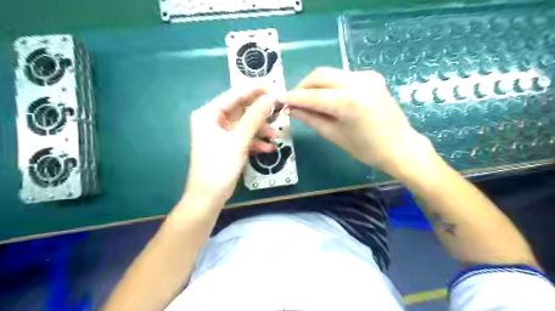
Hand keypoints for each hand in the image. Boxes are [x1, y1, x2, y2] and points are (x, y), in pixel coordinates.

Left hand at [184, 87, 275, 208]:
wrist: (208, 197)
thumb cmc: (219, 166)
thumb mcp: (239, 140)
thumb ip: (254, 118)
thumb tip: (270, 98)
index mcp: (209, 114)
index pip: (234, 95)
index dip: (254, 90)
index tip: (273, 87)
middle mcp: (213, 121)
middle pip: (241, 110)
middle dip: (260, 113)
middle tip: (279, 110)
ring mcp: (221, 134)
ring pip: (245, 125)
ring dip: (260, 130)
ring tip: (276, 135)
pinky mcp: (228, 146)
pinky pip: (244, 138)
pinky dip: (255, 142)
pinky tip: (269, 148)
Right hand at [283, 67, 435, 176]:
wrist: (400, 146)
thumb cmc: (366, 149)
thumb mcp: (334, 135)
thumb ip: (311, 118)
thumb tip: (292, 108)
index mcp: (349, 102)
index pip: (313, 95)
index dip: (294, 97)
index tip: (280, 100)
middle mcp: (359, 82)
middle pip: (320, 75)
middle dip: (303, 86)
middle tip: (293, 100)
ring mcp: (367, 76)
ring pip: (331, 73)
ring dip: (315, 85)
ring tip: (307, 100)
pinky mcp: (372, 76)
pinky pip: (342, 76)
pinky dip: (329, 85)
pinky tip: (326, 97)